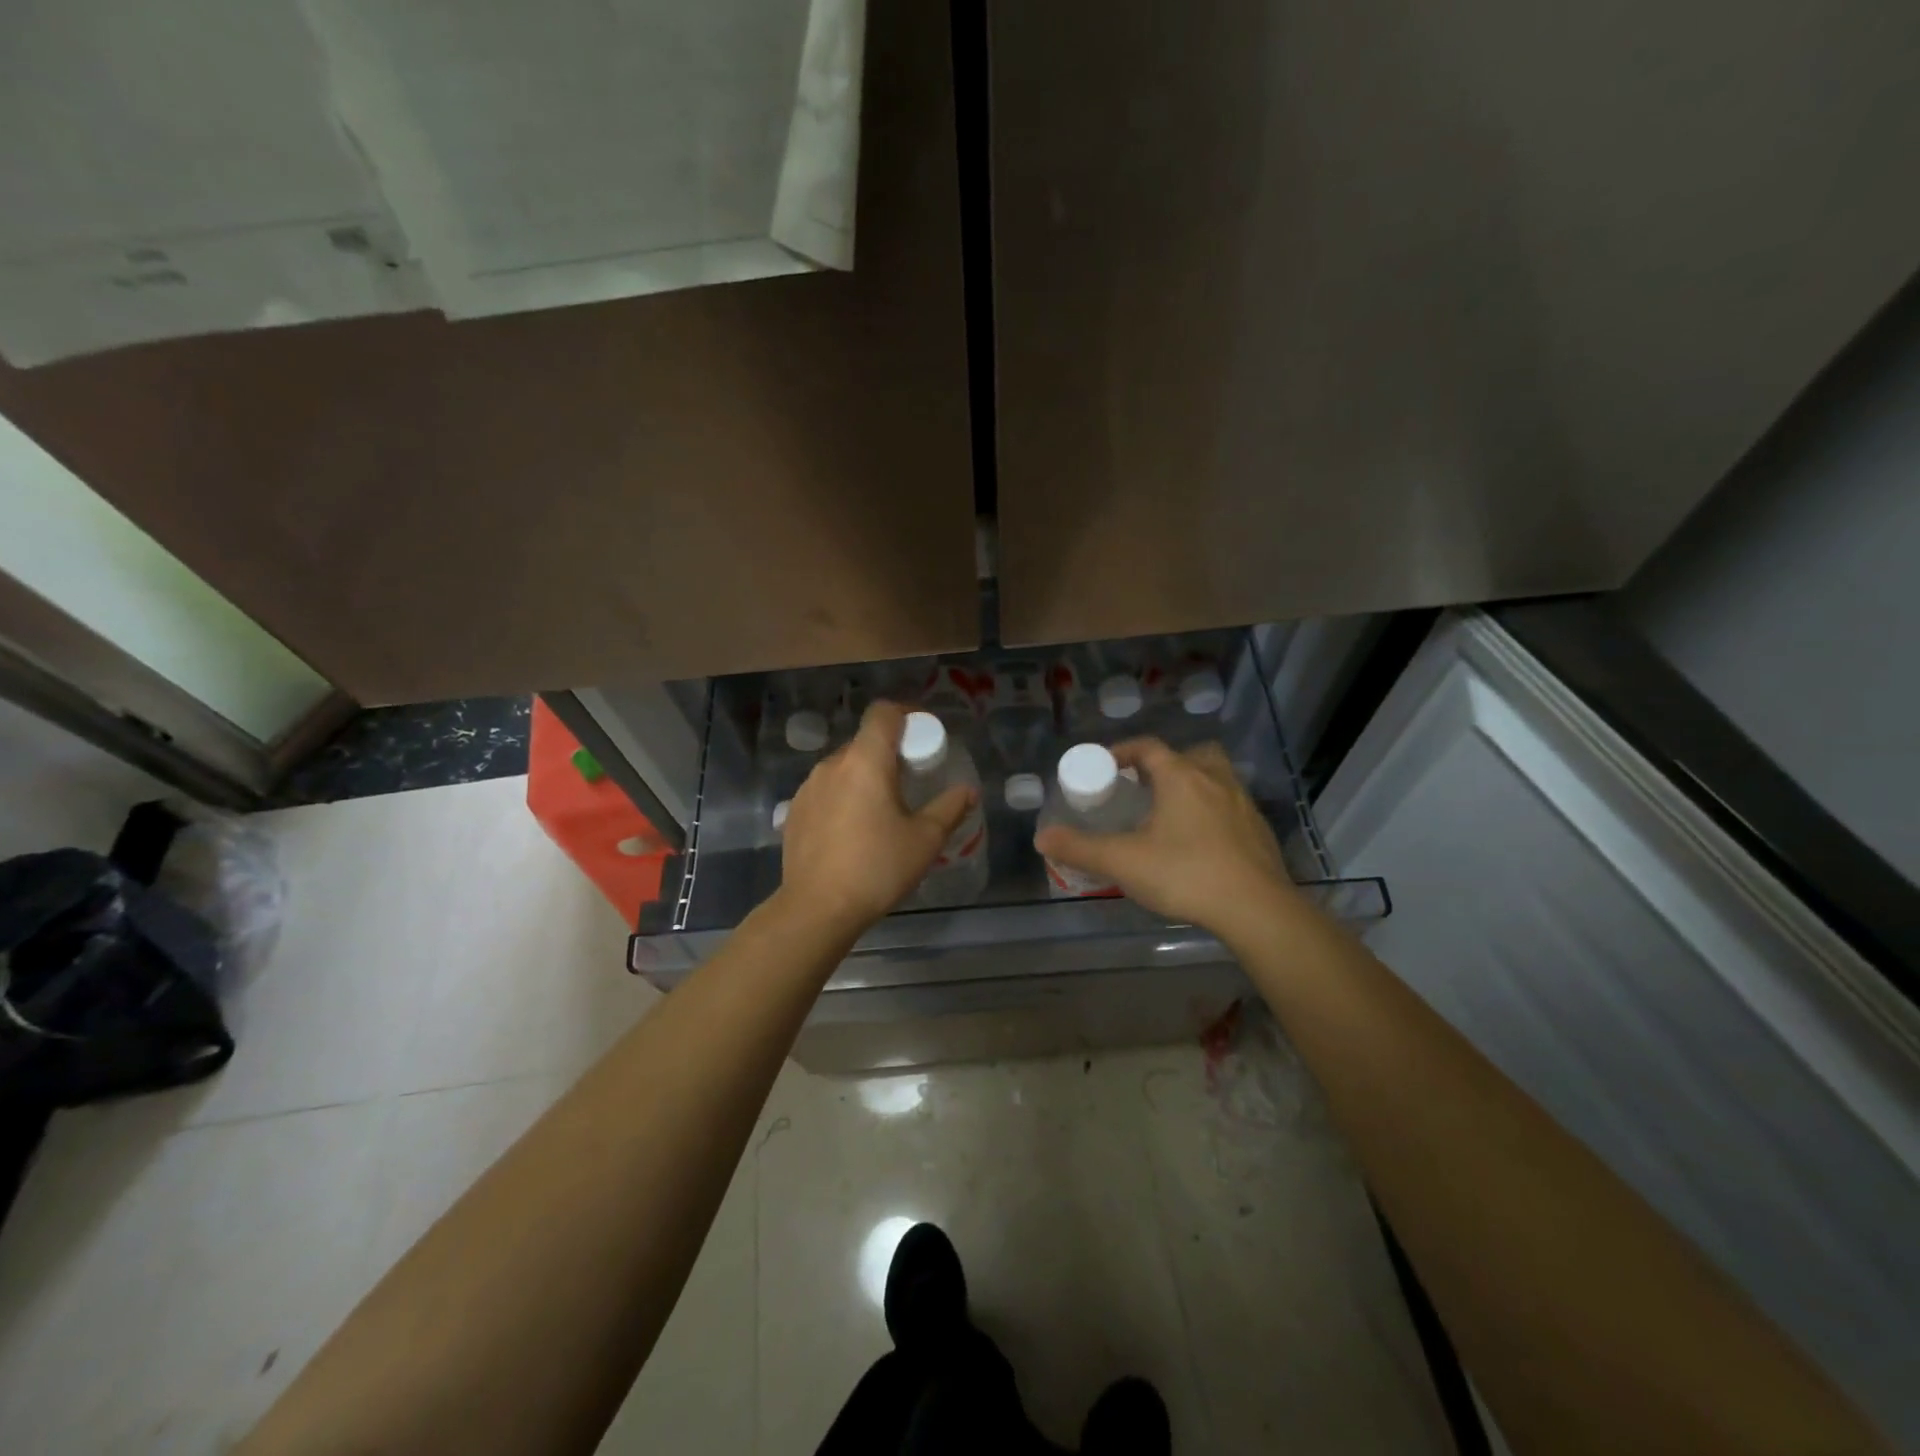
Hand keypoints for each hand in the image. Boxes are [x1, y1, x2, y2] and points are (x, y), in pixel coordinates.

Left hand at [777, 701, 975, 934]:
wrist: (817, 909)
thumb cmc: (877, 868)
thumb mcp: (924, 840)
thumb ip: (949, 808)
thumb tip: (968, 791)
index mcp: (865, 761)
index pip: (883, 713)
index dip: (906, 714)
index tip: (924, 736)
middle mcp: (832, 765)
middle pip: (864, 741)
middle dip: (890, 751)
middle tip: (911, 779)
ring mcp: (808, 788)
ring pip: (843, 767)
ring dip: (865, 775)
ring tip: (882, 808)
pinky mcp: (795, 811)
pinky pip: (826, 790)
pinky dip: (844, 796)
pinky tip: (853, 829)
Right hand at [1033, 739, 1297, 939]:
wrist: (1257, 909)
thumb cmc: (1185, 874)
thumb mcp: (1123, 862)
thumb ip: (1079, 848)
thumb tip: (1042, 838)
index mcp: (1180, 776)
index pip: (1147, 747)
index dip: (1122, 751)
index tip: (1105, 766)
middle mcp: (1214, 780)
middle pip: (1189, 755)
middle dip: (1165, 764)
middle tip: (1144, 787)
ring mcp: (1243, 804)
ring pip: (1216, 778)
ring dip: (1194, 785)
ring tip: (1173, 813)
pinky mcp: (1260, 830)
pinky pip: (1232, 807)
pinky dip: (1214, 813)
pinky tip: (1202, 843)